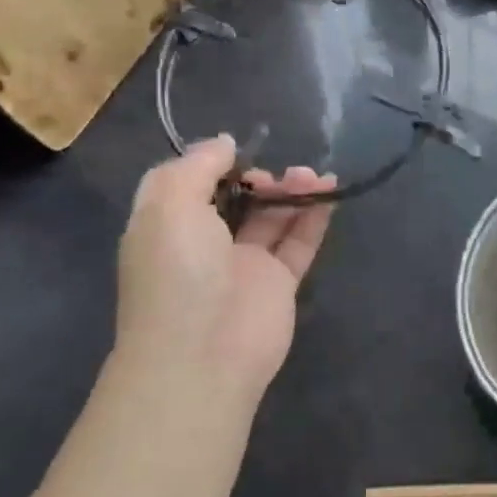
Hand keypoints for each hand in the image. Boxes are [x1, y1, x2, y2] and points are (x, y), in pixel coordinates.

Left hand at [115, 136, 335, 399]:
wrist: (203, 354)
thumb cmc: (177, 272)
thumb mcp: (168, 203)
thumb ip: (197, 165)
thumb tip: (225, 142)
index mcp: (168, 225)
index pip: (191, 184)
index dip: (215, 164)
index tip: (241, 151)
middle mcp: (204, 243)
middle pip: (237, 199)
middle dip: (259, 177)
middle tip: (276, 174)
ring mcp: (244, 265)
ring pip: (272, 218)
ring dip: (292, 191)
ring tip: (313, 176)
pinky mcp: (279, 283)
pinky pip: (299, 242)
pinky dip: (314, 216)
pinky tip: (329, 192)